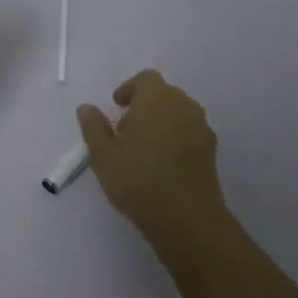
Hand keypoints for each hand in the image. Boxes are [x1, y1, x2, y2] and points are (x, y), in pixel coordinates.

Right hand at [77, 70, 233, 250]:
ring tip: (142, 150)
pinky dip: (174, 138)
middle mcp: (183, 105)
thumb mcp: (103, 154)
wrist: (187, 219)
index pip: (145, 79)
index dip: (129, 89)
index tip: (116, 107)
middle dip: (143, 106)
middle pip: (163, 94)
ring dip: (159, 122)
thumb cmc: (138, 180)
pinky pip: (188, 132)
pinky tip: (161, 164)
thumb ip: (93, 126)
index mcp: (157, 98)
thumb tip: (87, 108)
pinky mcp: (211, 150)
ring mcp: (201, 127)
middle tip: (124, 131)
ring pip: (177, 113)